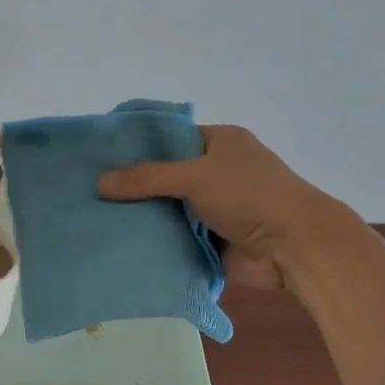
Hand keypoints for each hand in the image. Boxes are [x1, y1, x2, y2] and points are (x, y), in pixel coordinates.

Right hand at [97, 125, 337, 290]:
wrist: (292, 247)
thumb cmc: (249, 195)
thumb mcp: (195, 176)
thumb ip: (148, 178)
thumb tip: (100, 183)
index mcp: (220, 143)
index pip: (172, 138)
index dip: (139, 145)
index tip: (102, 156)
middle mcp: (218, 172)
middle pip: (167, 175)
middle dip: (135, 185)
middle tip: (91, 191)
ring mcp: (215, 208)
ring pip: (170, 209)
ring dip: (144, 216)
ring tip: (97, 218)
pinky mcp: (213, 240)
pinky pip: (177, 237)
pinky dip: (157, 241)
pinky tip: (121, 243)